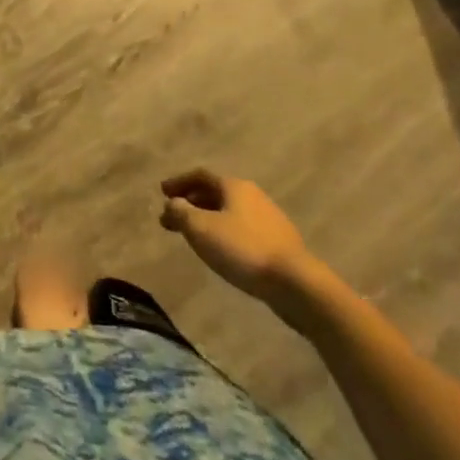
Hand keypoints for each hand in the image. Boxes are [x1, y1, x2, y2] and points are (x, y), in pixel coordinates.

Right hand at [160, 171, 314, 308]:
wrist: (296, 284)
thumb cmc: (243, 249)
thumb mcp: (201, 228)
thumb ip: (180, 212)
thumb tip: (171, 204)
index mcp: (234, 186)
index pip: (200, 175)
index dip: (179, 182)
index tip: (162, 192)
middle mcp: (252, 195)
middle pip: (215, 193)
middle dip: (191, 203)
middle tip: (172, 218)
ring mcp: (269, 219)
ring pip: (229, 212)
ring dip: (207, 219)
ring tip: (193, 236)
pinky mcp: (278, 243)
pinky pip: (242, 229)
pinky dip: (224, 233)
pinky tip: (221, 250)